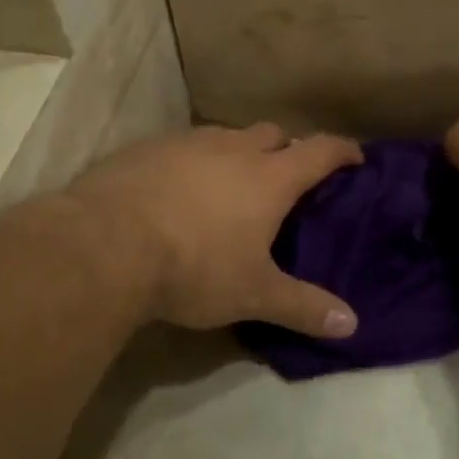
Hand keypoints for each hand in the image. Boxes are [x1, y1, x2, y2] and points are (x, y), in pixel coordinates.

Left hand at [67, 122, 363, 337]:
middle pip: (273, 133)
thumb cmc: (194, 267)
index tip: (355, 157)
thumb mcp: (253, 294)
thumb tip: (352, 325)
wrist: (103, 246)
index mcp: (269, 177)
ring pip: (226, 136)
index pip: (320, 151)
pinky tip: (178, 189)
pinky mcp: (146, 149)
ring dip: (238, 153)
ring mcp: (187, 144)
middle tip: (287, 177)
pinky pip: (183, 146)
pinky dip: (194, 161)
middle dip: (287, 148)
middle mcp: (233, 149)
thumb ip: (303, 307)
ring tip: (231, 183)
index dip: (343, 151)